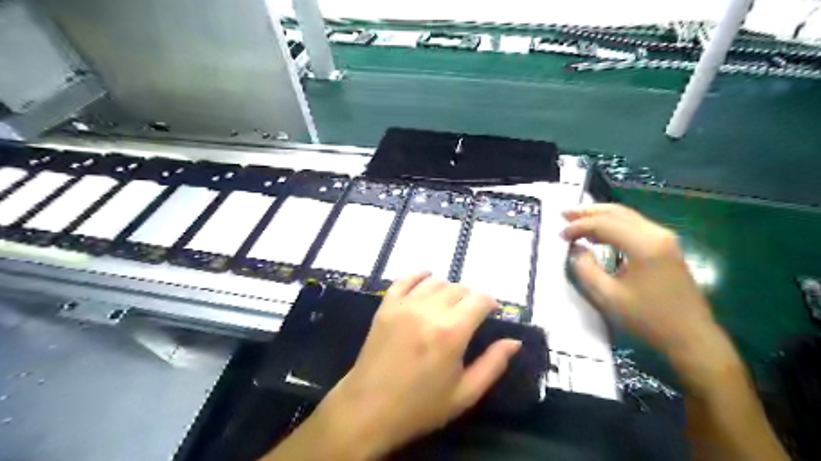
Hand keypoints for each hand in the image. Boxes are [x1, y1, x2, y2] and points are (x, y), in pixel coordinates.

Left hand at [316, 271, 518, 458]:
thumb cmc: (420, 406)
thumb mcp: (464, 394)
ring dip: (448, 288)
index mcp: (451, 333)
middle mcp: (428, 311)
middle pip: (458, 289)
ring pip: (435, 282)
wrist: (369, 409)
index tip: (492, 311)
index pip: (478, 300)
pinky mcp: (385, 307)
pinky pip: (404, 280)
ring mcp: (404, 306)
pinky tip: (426, 276)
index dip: (490, 302)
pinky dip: (418, 275)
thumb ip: (493, 365)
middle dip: (470, 297)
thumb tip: (514, 341)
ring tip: (451, 303)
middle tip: (471, 313)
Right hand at [561, 204, 715, 354]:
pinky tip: (600, 235)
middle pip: (617, 212)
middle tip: (564, 214)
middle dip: (588, 212)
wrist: (692, 337)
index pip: (604, 223)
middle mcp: (657, 234)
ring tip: (577, 222)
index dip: (579, 226)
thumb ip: (586, 269)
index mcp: (644, 245)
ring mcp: (665, 239)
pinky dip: (613, 225)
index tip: (560, 236)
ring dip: (600, 217)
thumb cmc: (648, 318)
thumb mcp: (608, 297)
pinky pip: (635, 226)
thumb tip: (577, 249)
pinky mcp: (667, 247)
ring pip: (627, 216)